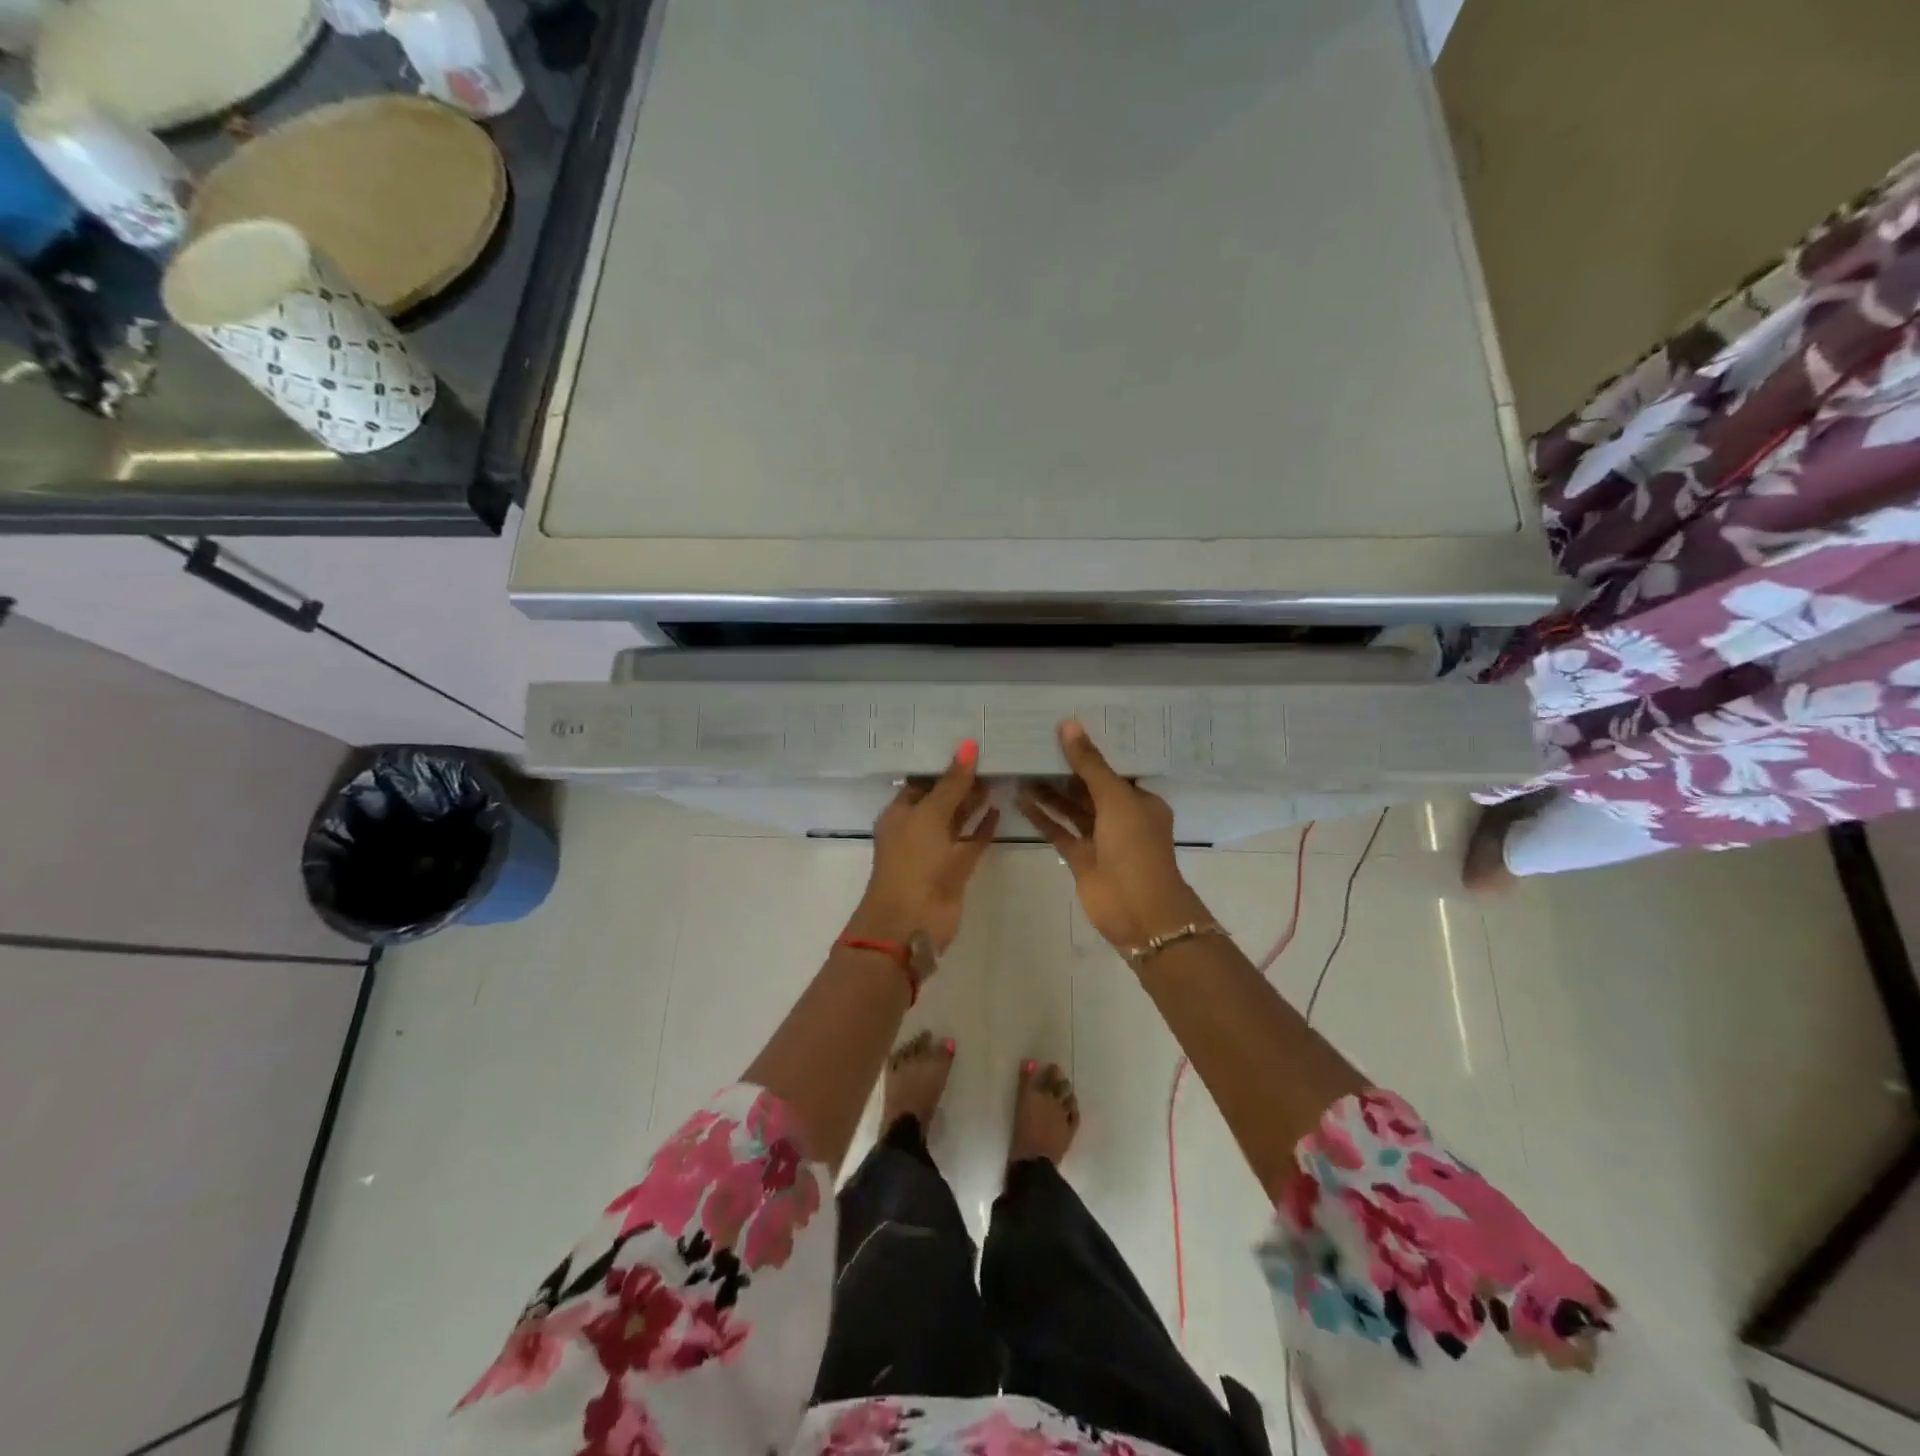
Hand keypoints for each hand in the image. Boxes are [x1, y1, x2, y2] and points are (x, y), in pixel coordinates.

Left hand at [849, 741, 998, 952]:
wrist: (912, 921)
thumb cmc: (913, 861)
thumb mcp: (930, 815)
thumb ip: (952, 782)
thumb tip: (969, 744)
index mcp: (900, 813)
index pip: (922, 781)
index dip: (942, 765)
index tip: (969, 745)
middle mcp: (916, 829)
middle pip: (941, 798)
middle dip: (962, 781)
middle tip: (991, 756)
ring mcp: (936, 850)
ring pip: (957, 820)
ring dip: (974, 802)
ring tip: (999, 776)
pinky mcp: (955, 868)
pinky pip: (971, 841)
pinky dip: (983, 827)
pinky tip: (999, 808)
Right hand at [1017, 720, 1208, 952]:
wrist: (1138, 910)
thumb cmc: (1135, 847)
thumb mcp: (1115, 798)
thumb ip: (1090, 764)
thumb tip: (1068, 725)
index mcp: (1140, 800)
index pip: (1112, 769)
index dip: (1089, 751)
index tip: (1062, 730)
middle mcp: (1121, 817)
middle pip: (1089, 787)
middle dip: (1065, 770)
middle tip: (1034, 746)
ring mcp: (1100, 839)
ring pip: (1071, 808)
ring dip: (1049, 792)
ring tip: (1022, 769)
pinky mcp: (1080, 858)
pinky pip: (1059, 831)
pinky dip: (1042, 817)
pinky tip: (1020, 799)